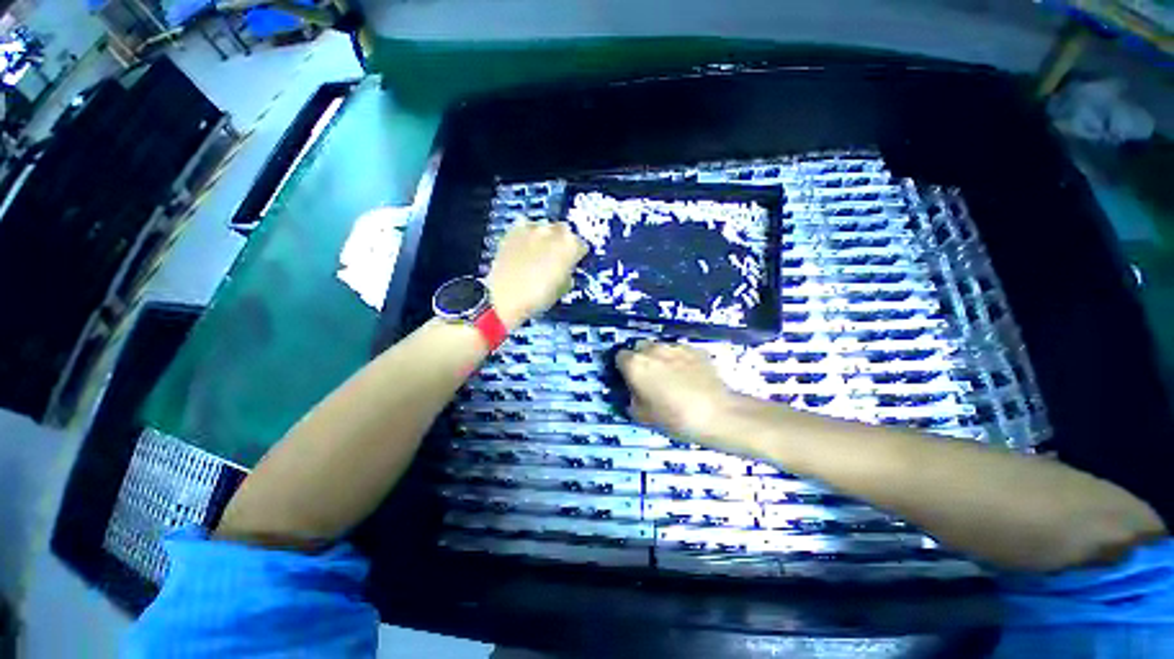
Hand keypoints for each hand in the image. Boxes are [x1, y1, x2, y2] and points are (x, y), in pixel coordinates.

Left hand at [486, 220, 586, 328]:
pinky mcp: (512, 230)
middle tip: (556, 257)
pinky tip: (523, 250)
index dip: (577, 256)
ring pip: (544, 228)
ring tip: (538, 253)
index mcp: (570, 245)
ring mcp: (531, 228)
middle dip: (562, 243)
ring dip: (545, 238)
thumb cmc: (540, 297)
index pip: (581, 245)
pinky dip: (527, 237)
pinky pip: (525, 229)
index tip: (573, 263)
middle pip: (564, 232)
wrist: (506, 298)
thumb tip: (565, 267)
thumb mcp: (564, 288)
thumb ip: (568, 271)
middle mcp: (553, 231)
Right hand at [616, 341, 741, 446]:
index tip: (630, 380)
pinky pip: (680, 352)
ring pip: (660, 348)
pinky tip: (689, 377)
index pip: (620, 357)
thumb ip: (631, 400)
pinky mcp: (696, 349)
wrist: (717, 414)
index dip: (623, 369)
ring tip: (672, 378)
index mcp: (636, 364)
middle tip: (650, 379)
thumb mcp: (643, 416)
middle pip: (640, 348)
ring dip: (660, 359)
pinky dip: (680, 361)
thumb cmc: (674, 418)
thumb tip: (633, 394)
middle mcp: (653, 349)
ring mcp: (676, 347)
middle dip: (641, 360)